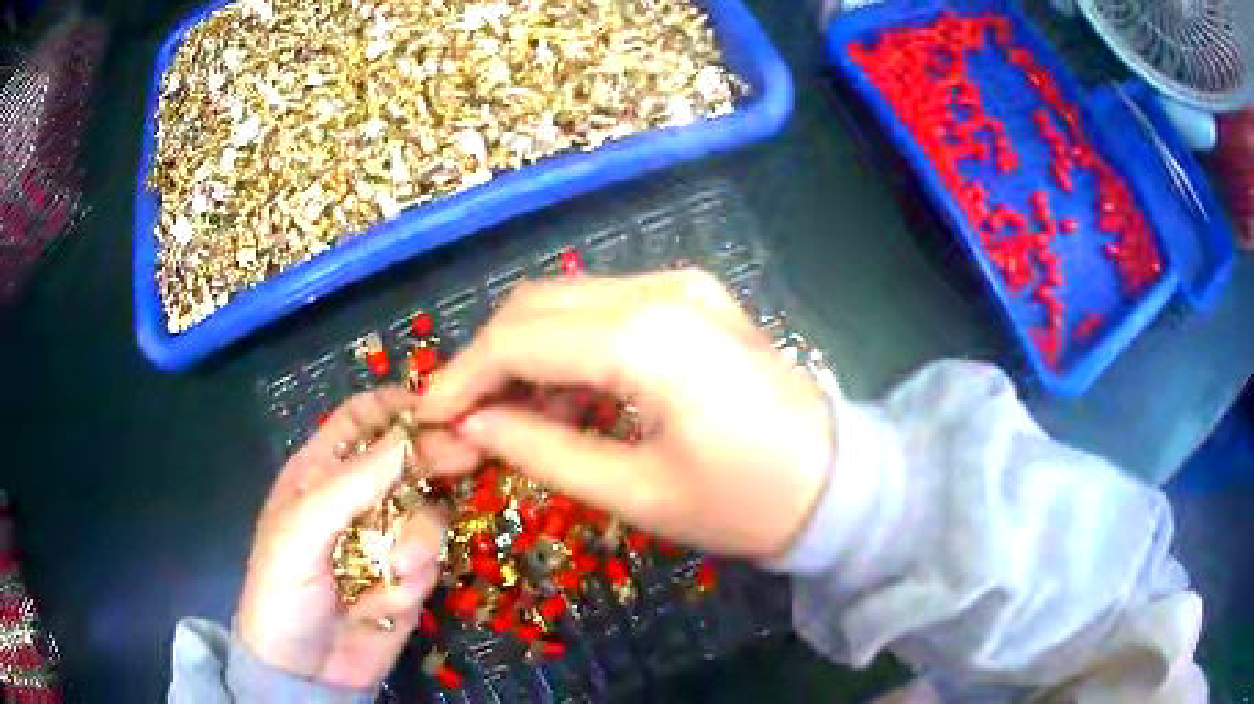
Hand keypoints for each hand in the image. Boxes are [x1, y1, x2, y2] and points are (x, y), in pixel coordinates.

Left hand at [237, 387, 443, 689]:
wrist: (305, 671)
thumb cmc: (282, 591)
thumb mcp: (302, 531)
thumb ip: (352, 484)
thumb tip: (411, 437)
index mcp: (320, 473)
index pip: (361, 421)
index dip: (397, 408)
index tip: (442, 407)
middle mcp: (357, 498)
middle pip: (407, 459)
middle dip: (434, 459)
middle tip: (467, 458)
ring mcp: (386, 539)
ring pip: (428, 511)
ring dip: (418, 539)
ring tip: (394, 569)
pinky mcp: (409, 578)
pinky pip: (432, 559)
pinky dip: (416, 577)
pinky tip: (388, 601)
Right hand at [413, 270, 834, 560]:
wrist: (838, 482)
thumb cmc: (745, 503)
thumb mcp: (637, 493)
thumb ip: (543, 451)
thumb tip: (473, 426)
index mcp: (646, 337)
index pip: (519, 338)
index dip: (463, 375)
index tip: (429, 415)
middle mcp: (660, 289)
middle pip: (536, 305)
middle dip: (488, 358)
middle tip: (463, 417)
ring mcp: (682, 286)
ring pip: (567, 301)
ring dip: (526, 351)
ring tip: (510, 417)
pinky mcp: (694, 298)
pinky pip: (606, 309)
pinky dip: (569, 346)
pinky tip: (565, 396)